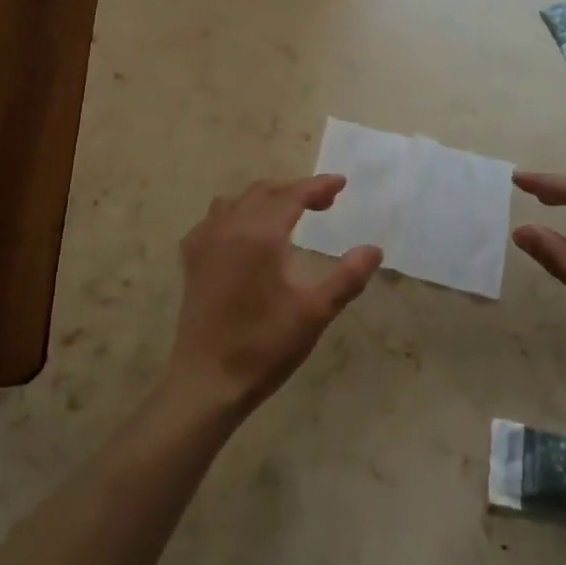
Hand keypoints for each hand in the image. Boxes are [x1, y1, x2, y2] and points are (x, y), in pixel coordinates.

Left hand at [166, 176, 383, 417]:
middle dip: (295, 191)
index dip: (318, 186)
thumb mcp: (315, 312)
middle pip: (265, 191)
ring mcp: (205, 240)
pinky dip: (237, 214)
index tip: (341, 183)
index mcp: (260, 234)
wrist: (208, 381)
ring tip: (287, 214)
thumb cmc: (265, 346)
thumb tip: (373, 250)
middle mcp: (230, 227)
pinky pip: (215, 219)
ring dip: (265, 199)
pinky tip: (245, 234)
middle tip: (324, 203)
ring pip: (238, 201)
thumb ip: (347, 277)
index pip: (293, 195)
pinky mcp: (192, 258)